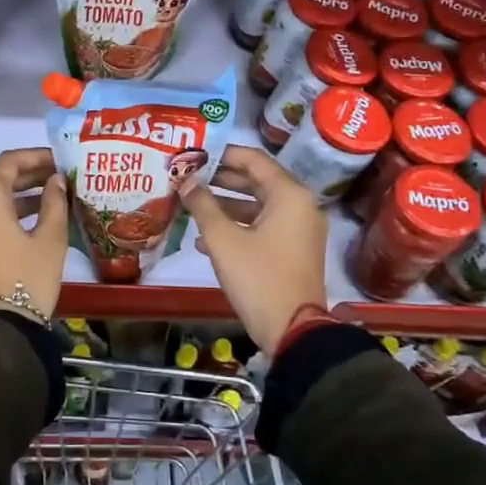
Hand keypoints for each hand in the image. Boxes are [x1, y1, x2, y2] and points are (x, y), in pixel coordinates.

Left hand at [0, 148, 67, 322]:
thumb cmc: (28, 278)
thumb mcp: (50, 238)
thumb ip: (54, 202)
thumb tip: (56, 180)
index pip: (10, 161)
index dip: (36, 156)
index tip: (60, 158)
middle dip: (30, 174)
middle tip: (59, 175)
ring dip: (21, 194)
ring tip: (54, 196)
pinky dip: (8, 211)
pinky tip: (36, 218)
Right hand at [179, 146, 327, 352]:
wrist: (292, 330)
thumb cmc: (257, 276)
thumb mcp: (223, 239)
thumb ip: (202, 205)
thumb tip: (185, 182)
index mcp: (289, 195)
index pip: (253, 159)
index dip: (222, 154)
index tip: (194, 154)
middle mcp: (300, 206)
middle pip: (257, 181)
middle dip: (220, 180)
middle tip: (188, 177)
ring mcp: (299, 230)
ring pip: (258, 206)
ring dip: (225, 205)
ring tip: (191, 205)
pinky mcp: (293, 251)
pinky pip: (263, 227)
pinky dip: (238, 227)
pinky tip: (205, 240)